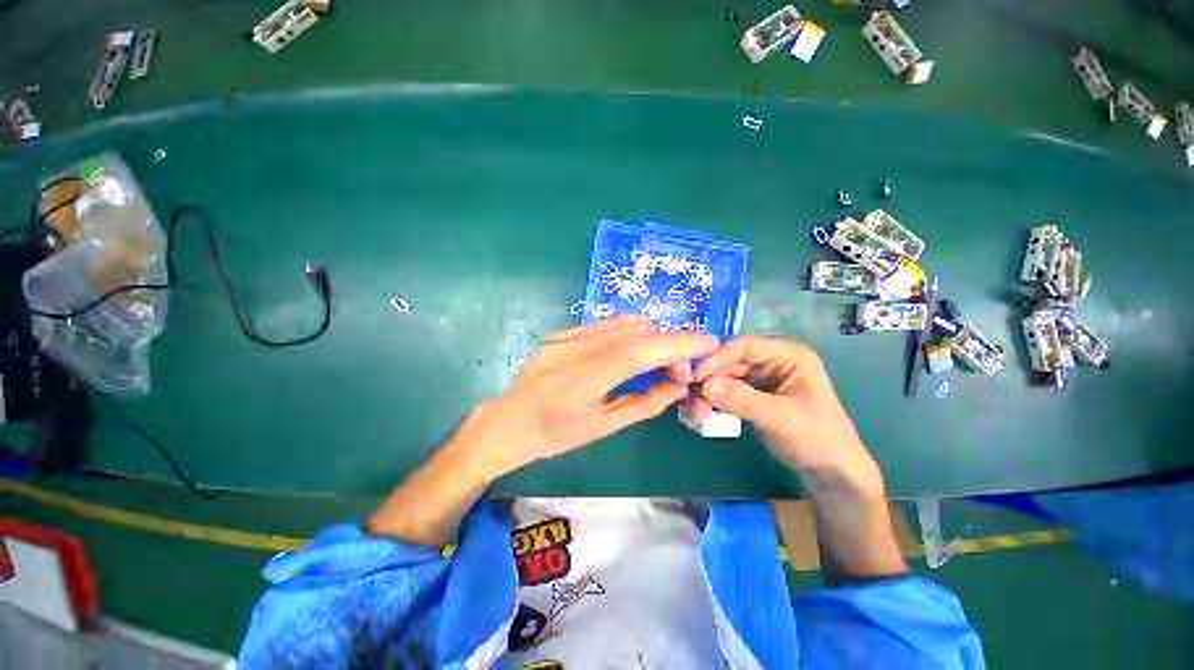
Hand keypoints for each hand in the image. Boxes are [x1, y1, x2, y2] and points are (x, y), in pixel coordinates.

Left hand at [466, 315, 719, 477]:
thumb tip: (679, 384)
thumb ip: (645, 403)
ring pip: (625, 324)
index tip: (709, 342)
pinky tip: (634, 351)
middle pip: (638, 333)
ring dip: (652, 337)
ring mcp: (569, 335)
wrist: (511, 419)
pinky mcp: (565, 331)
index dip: (678, 344)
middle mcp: (577, 347)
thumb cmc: (556, 434)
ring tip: (660, 361)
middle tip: (682, 368)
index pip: (641, 350)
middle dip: (670, 344)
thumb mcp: (604, 426)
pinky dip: (631, 333)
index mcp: (585, 378)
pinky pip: (608, 324)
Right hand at [687, 336, 879, 487]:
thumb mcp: (780, 418)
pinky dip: (715, 400)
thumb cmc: (816, 439)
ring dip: (710, 391)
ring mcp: (763, 379)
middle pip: (732, 361)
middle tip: (690, 395)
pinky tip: (704, 412)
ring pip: (726, 377)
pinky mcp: (754, 395)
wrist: (830, 473)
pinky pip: (728, 391)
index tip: (695, 376)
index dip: (718, 358)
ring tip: (696, 409)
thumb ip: (742, 400)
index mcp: (788, 355)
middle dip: (711, 378)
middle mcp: (773, 362)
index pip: (745, 347)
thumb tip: (704, 385)